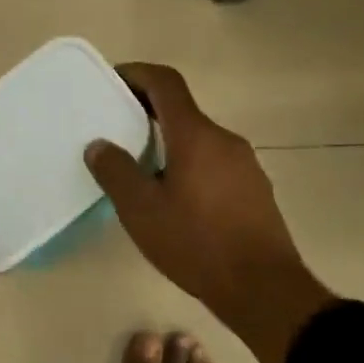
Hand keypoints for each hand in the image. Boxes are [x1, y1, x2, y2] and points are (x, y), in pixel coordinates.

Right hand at [86, 63, 333, 362]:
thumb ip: (116, 172)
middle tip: (117, 127)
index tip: (112, 80)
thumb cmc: (197, 243)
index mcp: (195, 134)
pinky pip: (215, 162)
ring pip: (199, 138)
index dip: (137, 74)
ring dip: (169, 141)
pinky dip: (190, 163)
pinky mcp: (255, 188)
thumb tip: (99, 145)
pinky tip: (176, 198)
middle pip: (182, 110)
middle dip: (148, 111)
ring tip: (142, 168)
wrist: (264, 288)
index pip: (165, 82)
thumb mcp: (142, 211)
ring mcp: (245, 163)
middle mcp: (223, 139)